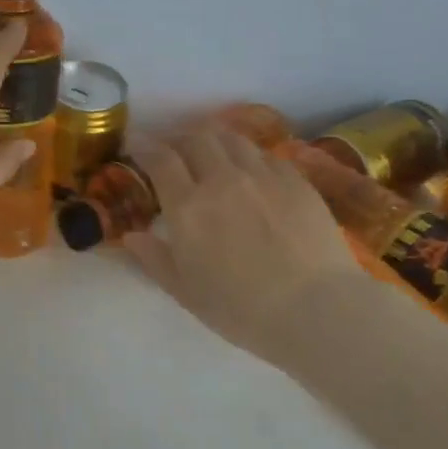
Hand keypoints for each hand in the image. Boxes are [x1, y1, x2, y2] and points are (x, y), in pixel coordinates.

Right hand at [124, 129, 360, 364]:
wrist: (316, 309)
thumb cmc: (241, 309)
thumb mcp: (186, 292)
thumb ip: (154, 259)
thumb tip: (131, 236)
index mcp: (188, 207)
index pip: (161, 159)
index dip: (145, 146)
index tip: (138, 147)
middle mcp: (222, 179)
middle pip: (196, 138)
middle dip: (179, 139)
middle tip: (175, 152)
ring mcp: (263, 175)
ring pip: (232, 139)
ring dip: (214, 141)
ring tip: (212, 154)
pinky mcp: (296, 180)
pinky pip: (265, 155)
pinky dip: (248, 156)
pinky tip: (251, 171)